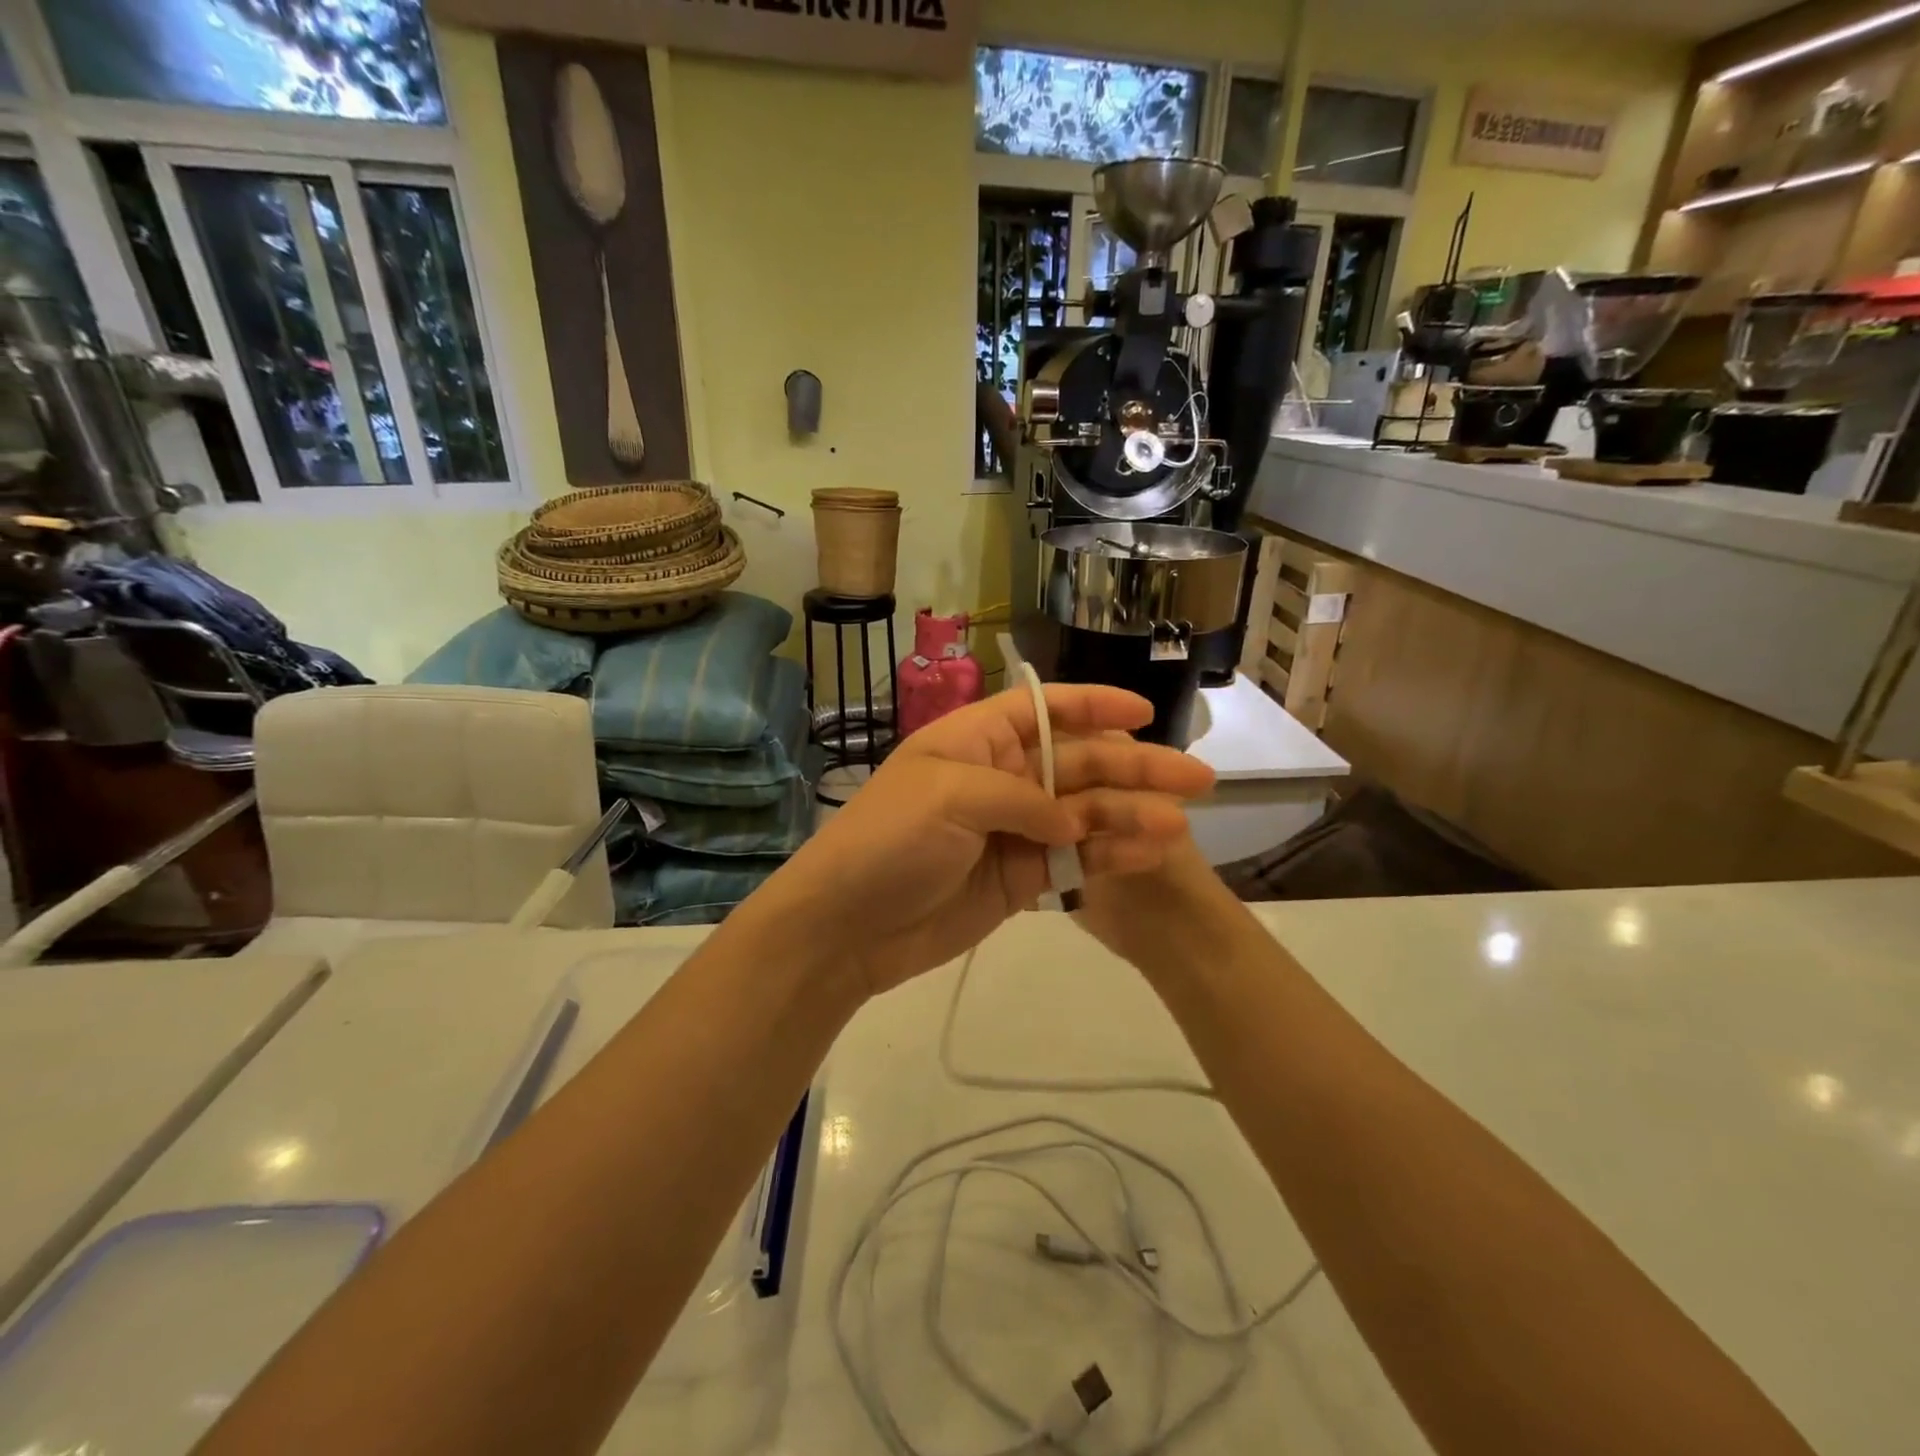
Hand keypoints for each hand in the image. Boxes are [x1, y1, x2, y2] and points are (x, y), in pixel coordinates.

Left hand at [758, 684, 1214, 997]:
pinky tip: (1147, 854)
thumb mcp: (950, 796)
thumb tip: (1073, 823)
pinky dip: (1108, 857)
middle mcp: (1000, 777)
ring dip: (1131, 816)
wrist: (847, 927)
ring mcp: (1012, 830)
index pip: (1044, 710)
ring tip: (1179, 825)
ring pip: (1084, 815)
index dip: (1094, 706)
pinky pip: (1073, 861)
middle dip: (1135, 768)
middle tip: (1197, 778)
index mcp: (977, 740)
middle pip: (1079, 764)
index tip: (1144, 711)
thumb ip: (1022, 799)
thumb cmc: (890, 840)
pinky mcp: (1018, 878)